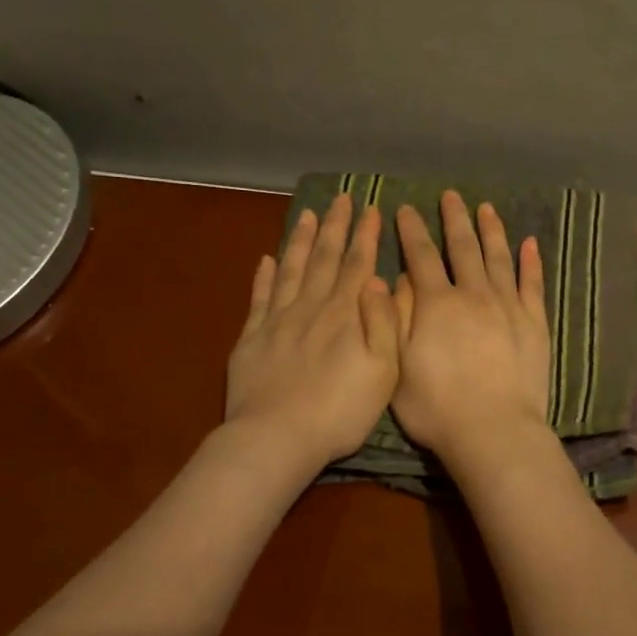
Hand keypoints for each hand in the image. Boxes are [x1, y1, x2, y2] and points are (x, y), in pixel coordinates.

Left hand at [226, 194, 398, 465]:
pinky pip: (258, 298)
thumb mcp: (383, 371)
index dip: (366, 235)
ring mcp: (277, 320)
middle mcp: (311, 307)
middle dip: (336, 226)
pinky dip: (262, 276)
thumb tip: (381, 280)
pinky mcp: (251, 338)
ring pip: (291, 269)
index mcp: (345, 314)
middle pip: (325, 258)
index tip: (371, 208)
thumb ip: (385, 323)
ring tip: (308, 215)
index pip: (359, 264)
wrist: (276, 437)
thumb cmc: (340, 410)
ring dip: (301, 240)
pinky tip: (265, 259)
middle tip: (341, 198)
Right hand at [390, 191, 550, 462]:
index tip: (405, 208)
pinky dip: (531, 263)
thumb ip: (396, 317)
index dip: (412, 231)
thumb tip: (396, 279)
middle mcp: (473, 295)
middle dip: (454, 219)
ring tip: (486, 208)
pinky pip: (532, 285)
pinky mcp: (534, 324)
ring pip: (499, 258)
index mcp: (437, 303)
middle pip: (463, 248)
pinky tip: (530, 244)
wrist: (493, 430)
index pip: (422, 256)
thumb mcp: (397, 365)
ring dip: (491, 231)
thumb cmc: (436, 406)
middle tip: (451, 195)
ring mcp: (508, 307)